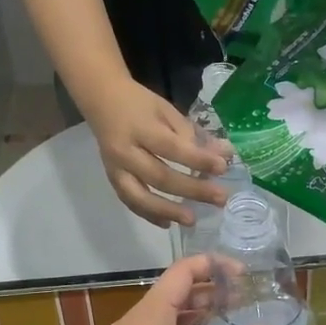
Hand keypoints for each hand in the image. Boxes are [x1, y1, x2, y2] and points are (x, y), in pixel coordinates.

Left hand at [77, 255, 274, 324]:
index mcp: (151, 312)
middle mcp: (134, 323)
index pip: (182, 271)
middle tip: (241, 302)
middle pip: (173, 294)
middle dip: (208, 294)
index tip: (242, 275)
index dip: (213, 266)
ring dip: (194, 318)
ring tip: (225, 324)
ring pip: (164, 321)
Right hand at [81, 77, 229, 228]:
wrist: (101, 100)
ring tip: (192, 220)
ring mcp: (115, 168)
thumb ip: (193, 135)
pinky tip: (168, 223)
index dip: (198, 160)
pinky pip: (130, 201)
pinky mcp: (111, 179)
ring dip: (167, 210)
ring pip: (140, 196)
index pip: (173, 148)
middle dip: (192, 190)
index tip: (223, 168)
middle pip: (160, 176)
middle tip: (219, 198)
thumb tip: (224, 155)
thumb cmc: (140, 104)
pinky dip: (148, 214)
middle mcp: (125, 151)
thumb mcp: (168, 111)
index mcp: (141, 128)